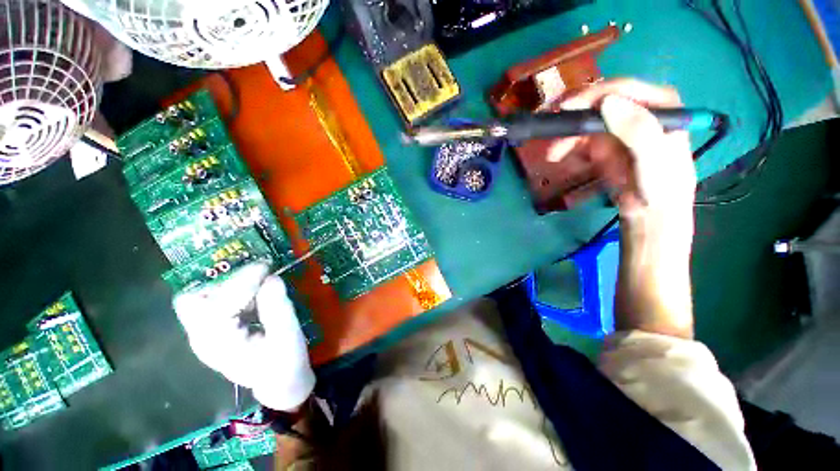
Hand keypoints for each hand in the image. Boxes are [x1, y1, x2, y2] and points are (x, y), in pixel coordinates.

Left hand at [174, 263, 314, 411]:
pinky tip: (255, 295)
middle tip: (260, 276)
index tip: (266, 266)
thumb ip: (278, 307)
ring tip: (260, 284)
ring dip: (230, 286)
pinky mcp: (213, 331)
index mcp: (219, 343)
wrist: (280, 383)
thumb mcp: (287, 335)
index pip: (218, 302)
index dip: (242, 281)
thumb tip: (271, 278)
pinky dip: (232, 292)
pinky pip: (213, 302)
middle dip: (228, 282)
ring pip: (202, 298)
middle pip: (197, 298)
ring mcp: (205, 335)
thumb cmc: (285, 362)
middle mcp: (202, 337)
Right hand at [550, 79, 696, 233]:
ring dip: (567, 136)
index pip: (623, 89)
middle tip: (552, 132)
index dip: (593, 95)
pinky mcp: (605, 145)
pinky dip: (568, 147)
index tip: (565, 109)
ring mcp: (619, 129)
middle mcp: (638, 111)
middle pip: (601, 103)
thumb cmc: (660, 188)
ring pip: (587, 122)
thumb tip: (607, 103)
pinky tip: (558, 157)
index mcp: (659, 106)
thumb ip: (637, 130)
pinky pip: (582, 140)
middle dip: (574, 117)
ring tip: (552, 154)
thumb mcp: (654, 159)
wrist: (649, 214)